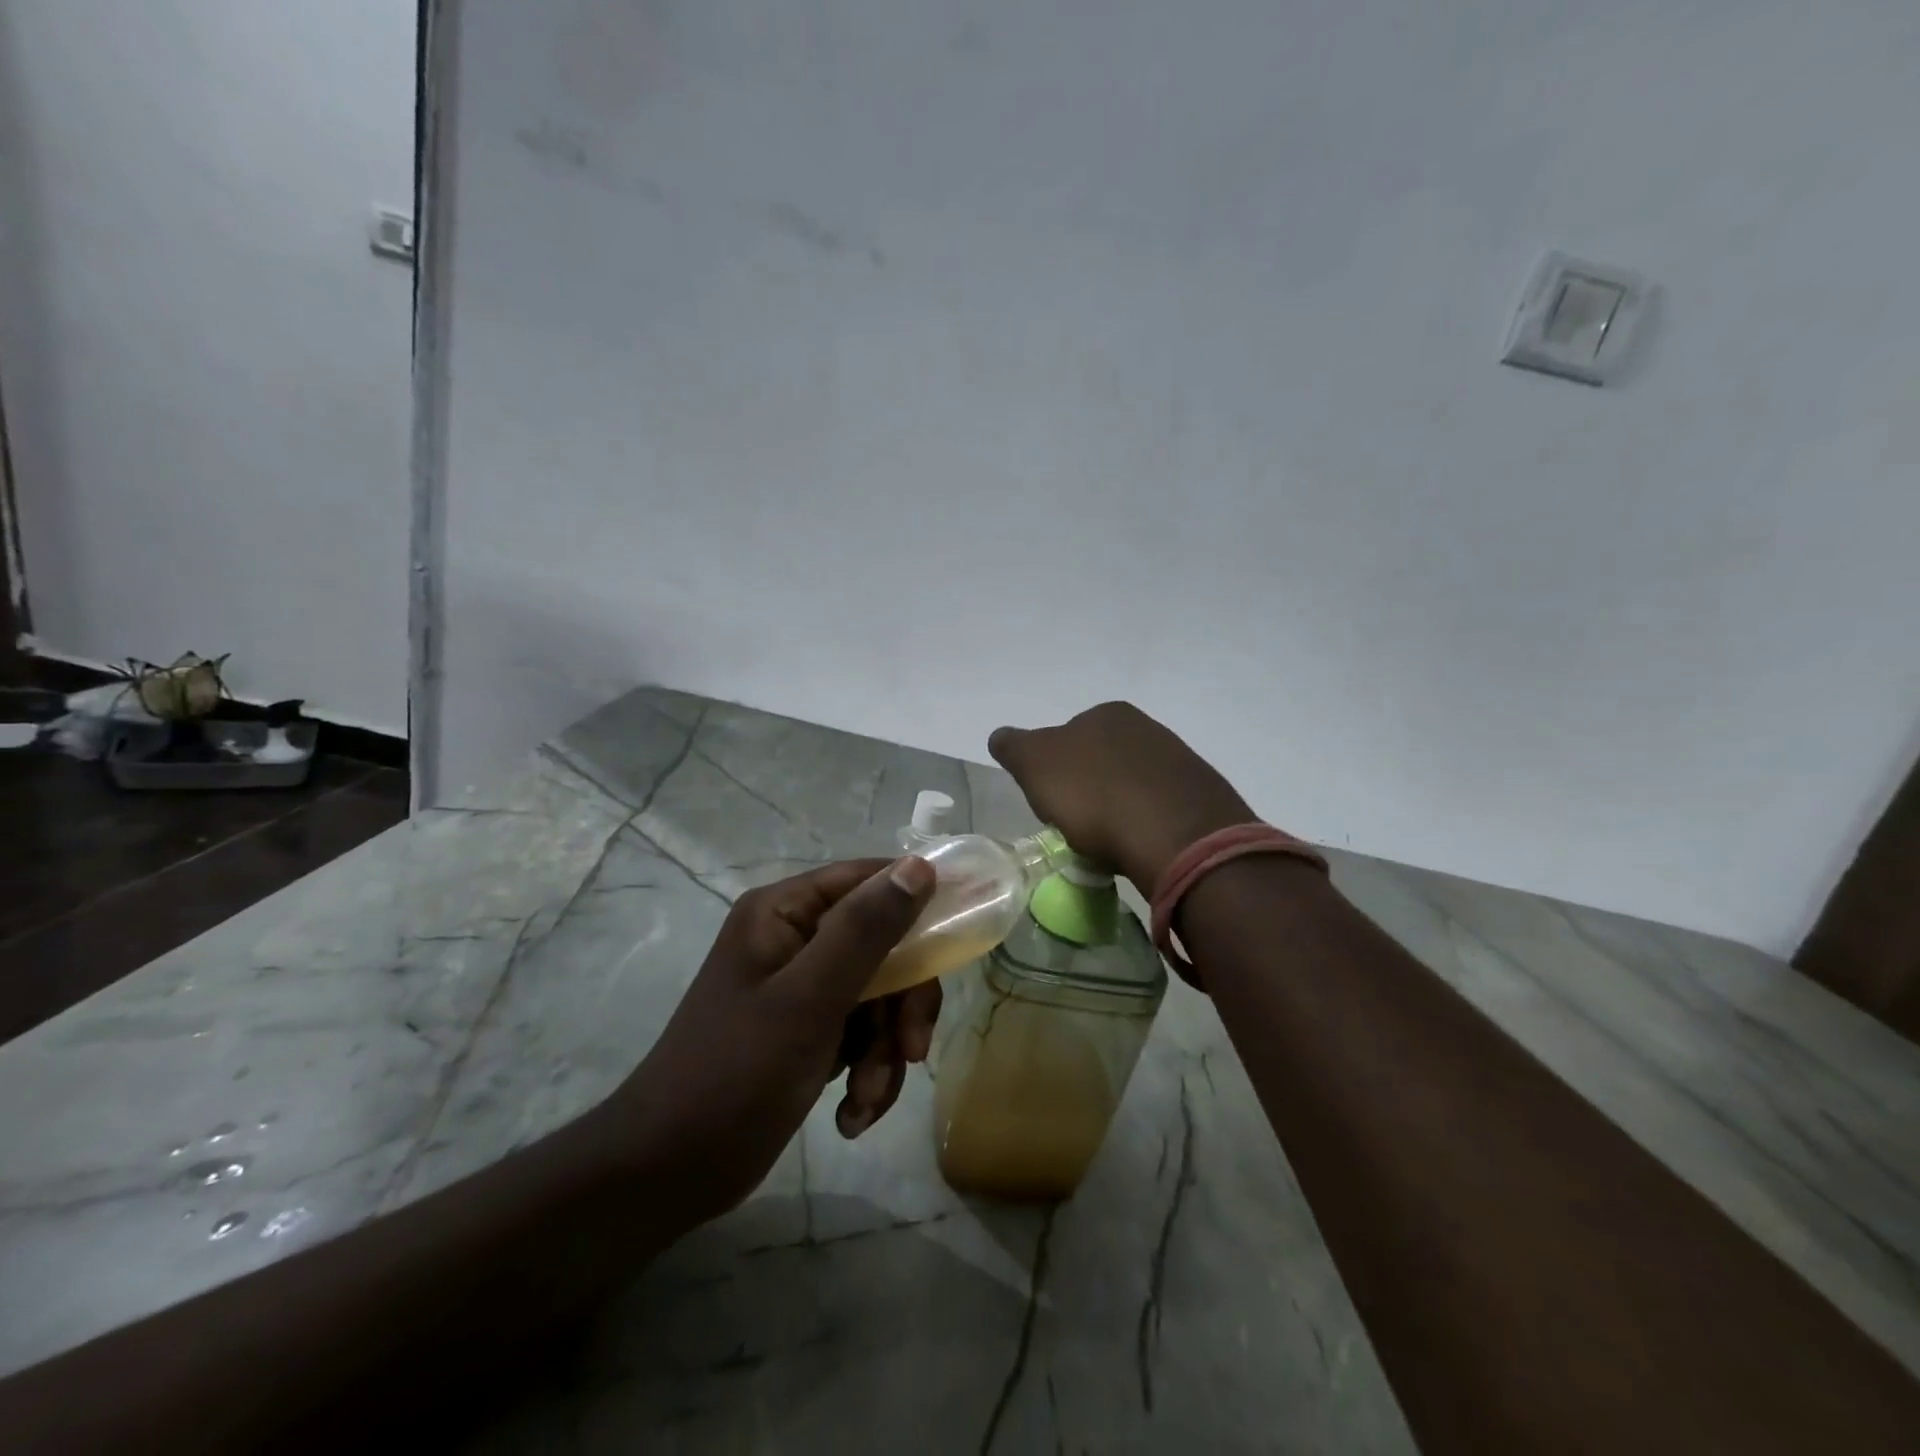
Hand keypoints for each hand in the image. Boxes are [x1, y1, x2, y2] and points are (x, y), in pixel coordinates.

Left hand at [606, 857, 937, 1227]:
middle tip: (911, 1050)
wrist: (668, 1172)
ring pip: (880, 996)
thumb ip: (866, 930)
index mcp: (784, 912)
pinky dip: (868, 1072)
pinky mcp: (808, 1030)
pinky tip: (852, 1116)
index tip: (962, 933)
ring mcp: (802, 986)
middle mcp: (795, 938)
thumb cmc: (734, 1074)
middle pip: (884, 944)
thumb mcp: (809, 999)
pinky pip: (862, 1033)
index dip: (918, 900)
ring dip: (885, 1051)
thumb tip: (920, 866)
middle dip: (902, 1003)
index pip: (868, 880)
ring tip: (865, 1101)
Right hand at [989, 702, 1254, 893]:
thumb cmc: (1094, 795)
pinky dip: (1145, 822)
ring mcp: (1178, 759)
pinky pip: (1160, 807)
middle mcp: (1145, 727)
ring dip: (1118, 806)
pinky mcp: (1201, 795)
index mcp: (1105, 714)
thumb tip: (1001, 737)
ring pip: (1132, 783)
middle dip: (1088, 788)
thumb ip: (1014, 746)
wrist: (1175, 835)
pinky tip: (1140, 844)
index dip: (1053, 771)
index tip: (1052, 803)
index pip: (1066, 737)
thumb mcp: (1034, 765)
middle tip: (1078, 824)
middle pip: (1101, 760)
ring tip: (1110, 842)